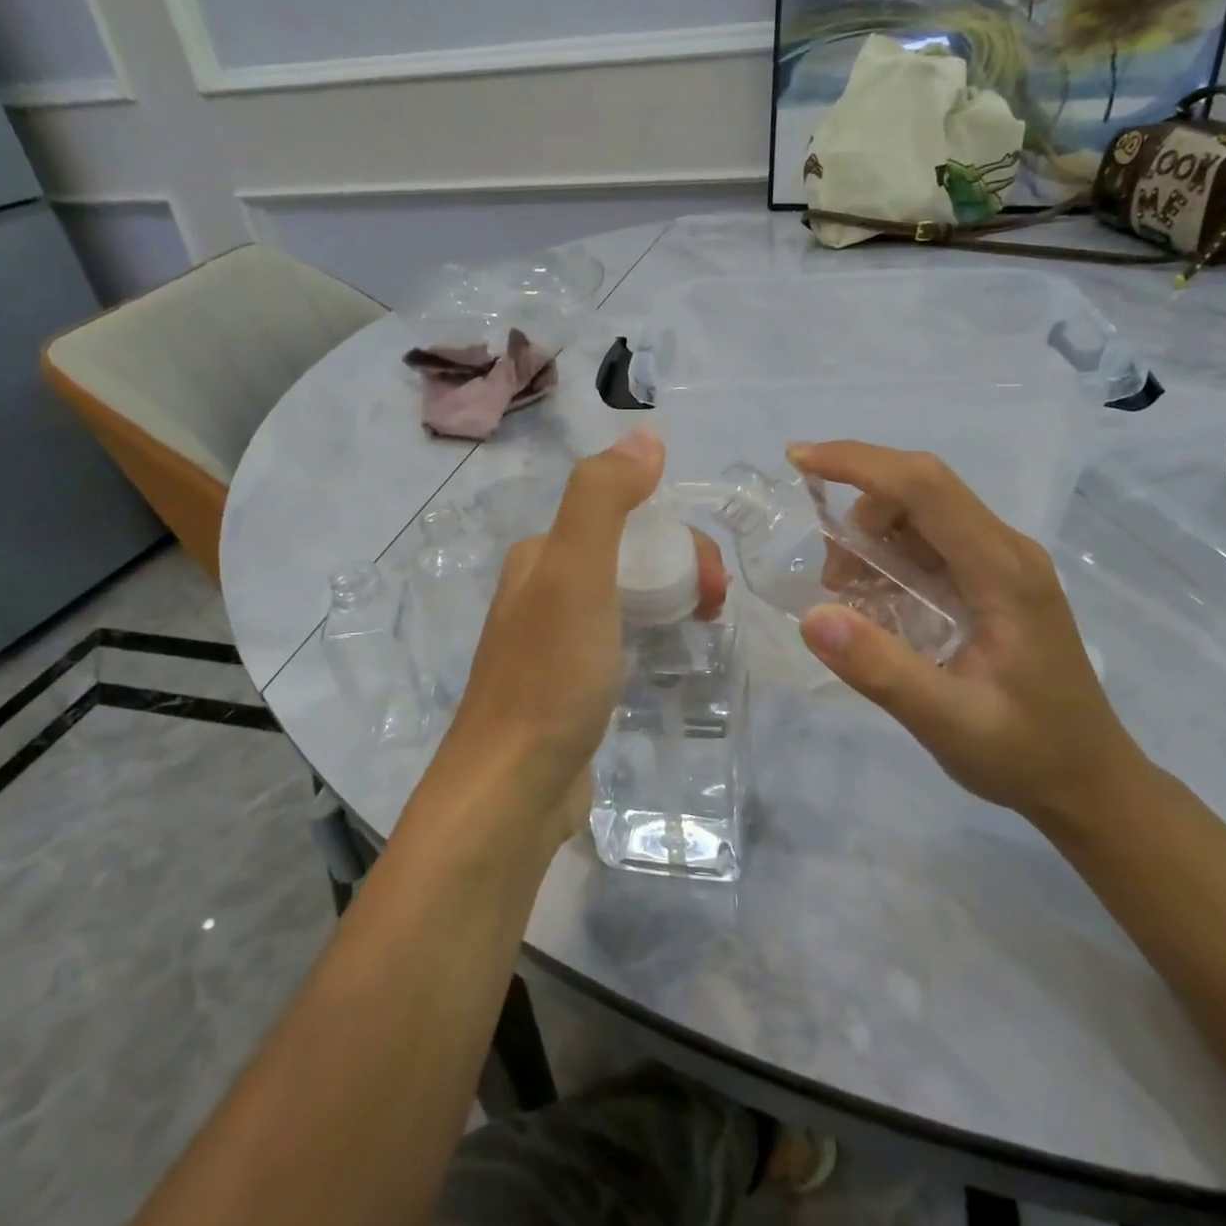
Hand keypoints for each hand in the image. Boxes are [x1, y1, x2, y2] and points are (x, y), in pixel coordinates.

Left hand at [411, 431, 726, 858]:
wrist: (511, 790)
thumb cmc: (550, 678)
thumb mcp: (577, 575)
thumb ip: (603, 499)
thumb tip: (646, 435)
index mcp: (542, 556)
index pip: (626, 519)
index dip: (680, 539)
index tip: (714, 584)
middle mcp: (542, 590)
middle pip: (629, 557)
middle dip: (681, 570)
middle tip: (713, 611)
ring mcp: (552, 641)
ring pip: (626, 598)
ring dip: (670, 601)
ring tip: (702, 633)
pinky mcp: (567, 685)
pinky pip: (619, 640)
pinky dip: (650, 637)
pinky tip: (666, 662)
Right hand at [789, 440, 1142, 824]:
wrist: (1088, 781)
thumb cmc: (1025, 753)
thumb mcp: (947, 723)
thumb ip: (881, 670)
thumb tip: (812, 615)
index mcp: (1003, 571)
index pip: (925, 486)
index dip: (858, 463)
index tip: (798, 460)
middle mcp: (1007, 551)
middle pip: (922, 489)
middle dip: (858, 509)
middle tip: (830, 578)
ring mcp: (1003, 563)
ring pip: (922, 514)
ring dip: (871, 538)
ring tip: (851, 600)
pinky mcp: (994, 581)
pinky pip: (931, 543)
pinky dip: (889, 558)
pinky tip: (878, 605)